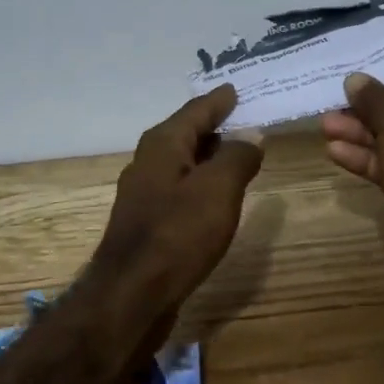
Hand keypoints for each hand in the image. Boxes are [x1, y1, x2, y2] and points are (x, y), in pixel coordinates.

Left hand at [93, 84, 265, 306]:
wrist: (131, 294)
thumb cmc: (177, 234)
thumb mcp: (218, 189)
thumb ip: (237, 157)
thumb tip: (251, 134)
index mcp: (162, 144)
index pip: (196, 111)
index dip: (219, 101)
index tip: (236, 89)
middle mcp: (149, 161)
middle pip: (186, 134)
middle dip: (215, 126)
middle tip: (246, 118)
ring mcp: (145, 193)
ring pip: (183, 163)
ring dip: (209, 156)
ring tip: (238, 152)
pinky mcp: (148, 222)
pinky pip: (181, 188)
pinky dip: (202, 183)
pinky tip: (217, 195)